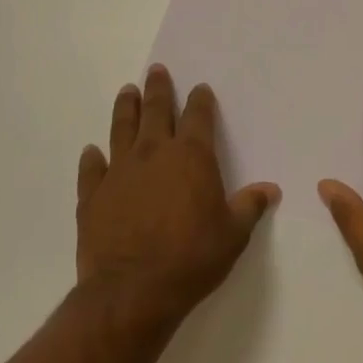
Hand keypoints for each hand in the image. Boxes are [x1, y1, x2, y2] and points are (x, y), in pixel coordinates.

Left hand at [76, 65, 279, 328]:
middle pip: (155, 111)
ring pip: (121, 129)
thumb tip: (270, 190)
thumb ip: (249, 206)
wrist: (132, 292)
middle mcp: (153, 154)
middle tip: (156, 71)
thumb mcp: (233, 234)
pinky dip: (93, 158)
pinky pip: (92, 169)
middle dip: (157, 89)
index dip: (200, 100)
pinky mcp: (93, 195)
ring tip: (126, 92)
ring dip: (125, 108)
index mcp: (191, 156)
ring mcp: (119, 172)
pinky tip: (92, 151)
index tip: (199, 89)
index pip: (198, 116)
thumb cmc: (192, 258)